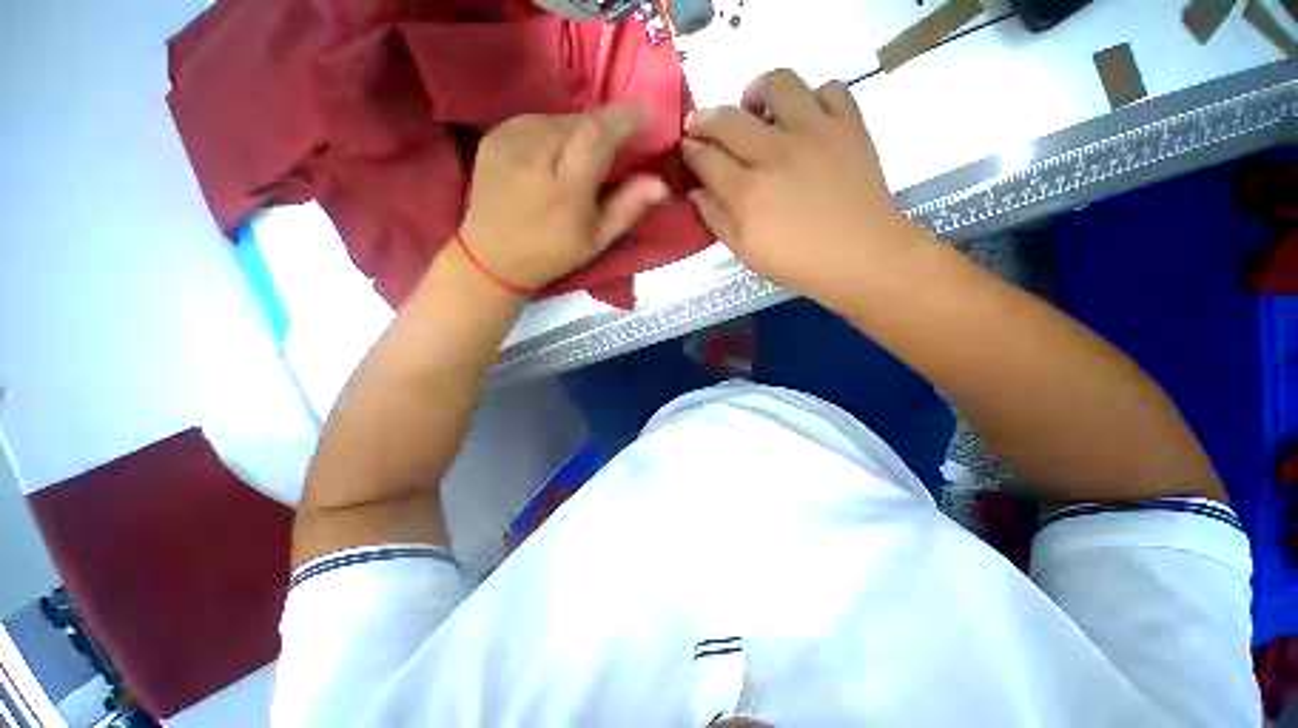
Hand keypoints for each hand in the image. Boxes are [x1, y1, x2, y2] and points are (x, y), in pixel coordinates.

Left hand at [458, 107, 669, 293]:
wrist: (492, 256)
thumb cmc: (552, 254)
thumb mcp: (597, 239)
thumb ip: (629, 207)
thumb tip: (662, 183)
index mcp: (564, 187)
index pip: (599, 133)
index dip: (627, 119)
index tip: (649, 115)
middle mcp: (534, 152)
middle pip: (581, 121)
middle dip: (607, 128)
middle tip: (620, 146)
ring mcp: (509, 138)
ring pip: (560, 118)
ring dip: (581, 131)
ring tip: (585, 158)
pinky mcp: (495, 134)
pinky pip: (537, 121)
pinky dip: (556, 132)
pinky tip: (556, 157)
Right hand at [682, 69, 924, 300]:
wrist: (862, 258)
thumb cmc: (797, 263)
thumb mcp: (746, 252)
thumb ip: (716, 219)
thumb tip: (696, 191)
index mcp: (747, 192)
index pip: (705, 157)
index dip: (690, 150)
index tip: (687, 149)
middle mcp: (775, 153)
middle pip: (728, 119)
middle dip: (705, 119)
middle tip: (702, 126)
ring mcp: (815, 132)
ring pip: (778, 84)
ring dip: (757, 93)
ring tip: (755, 110)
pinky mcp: (849, 126)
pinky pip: (829, 89)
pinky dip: (812, 98)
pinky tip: (805, 119)